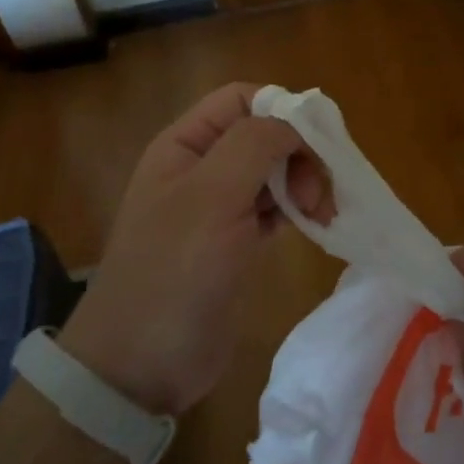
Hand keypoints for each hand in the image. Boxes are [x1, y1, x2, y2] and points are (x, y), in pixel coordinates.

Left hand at [60, 83, 330, 416]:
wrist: (141, 364)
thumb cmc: (174, 272)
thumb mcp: (212, 197)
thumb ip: (254, 145)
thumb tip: (295, 122)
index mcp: (185, 145)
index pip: (241, 98)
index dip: (282, 109)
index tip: (318, 143)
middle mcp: (202, 168)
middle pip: (265, 133)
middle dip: (300, 152)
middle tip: (319, 194)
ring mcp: (219, 207)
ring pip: (275, 171)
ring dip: (305, 182)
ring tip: (322, 215)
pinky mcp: (236, 243)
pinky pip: (275, 208)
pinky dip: (299, 209)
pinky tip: (316, 225)